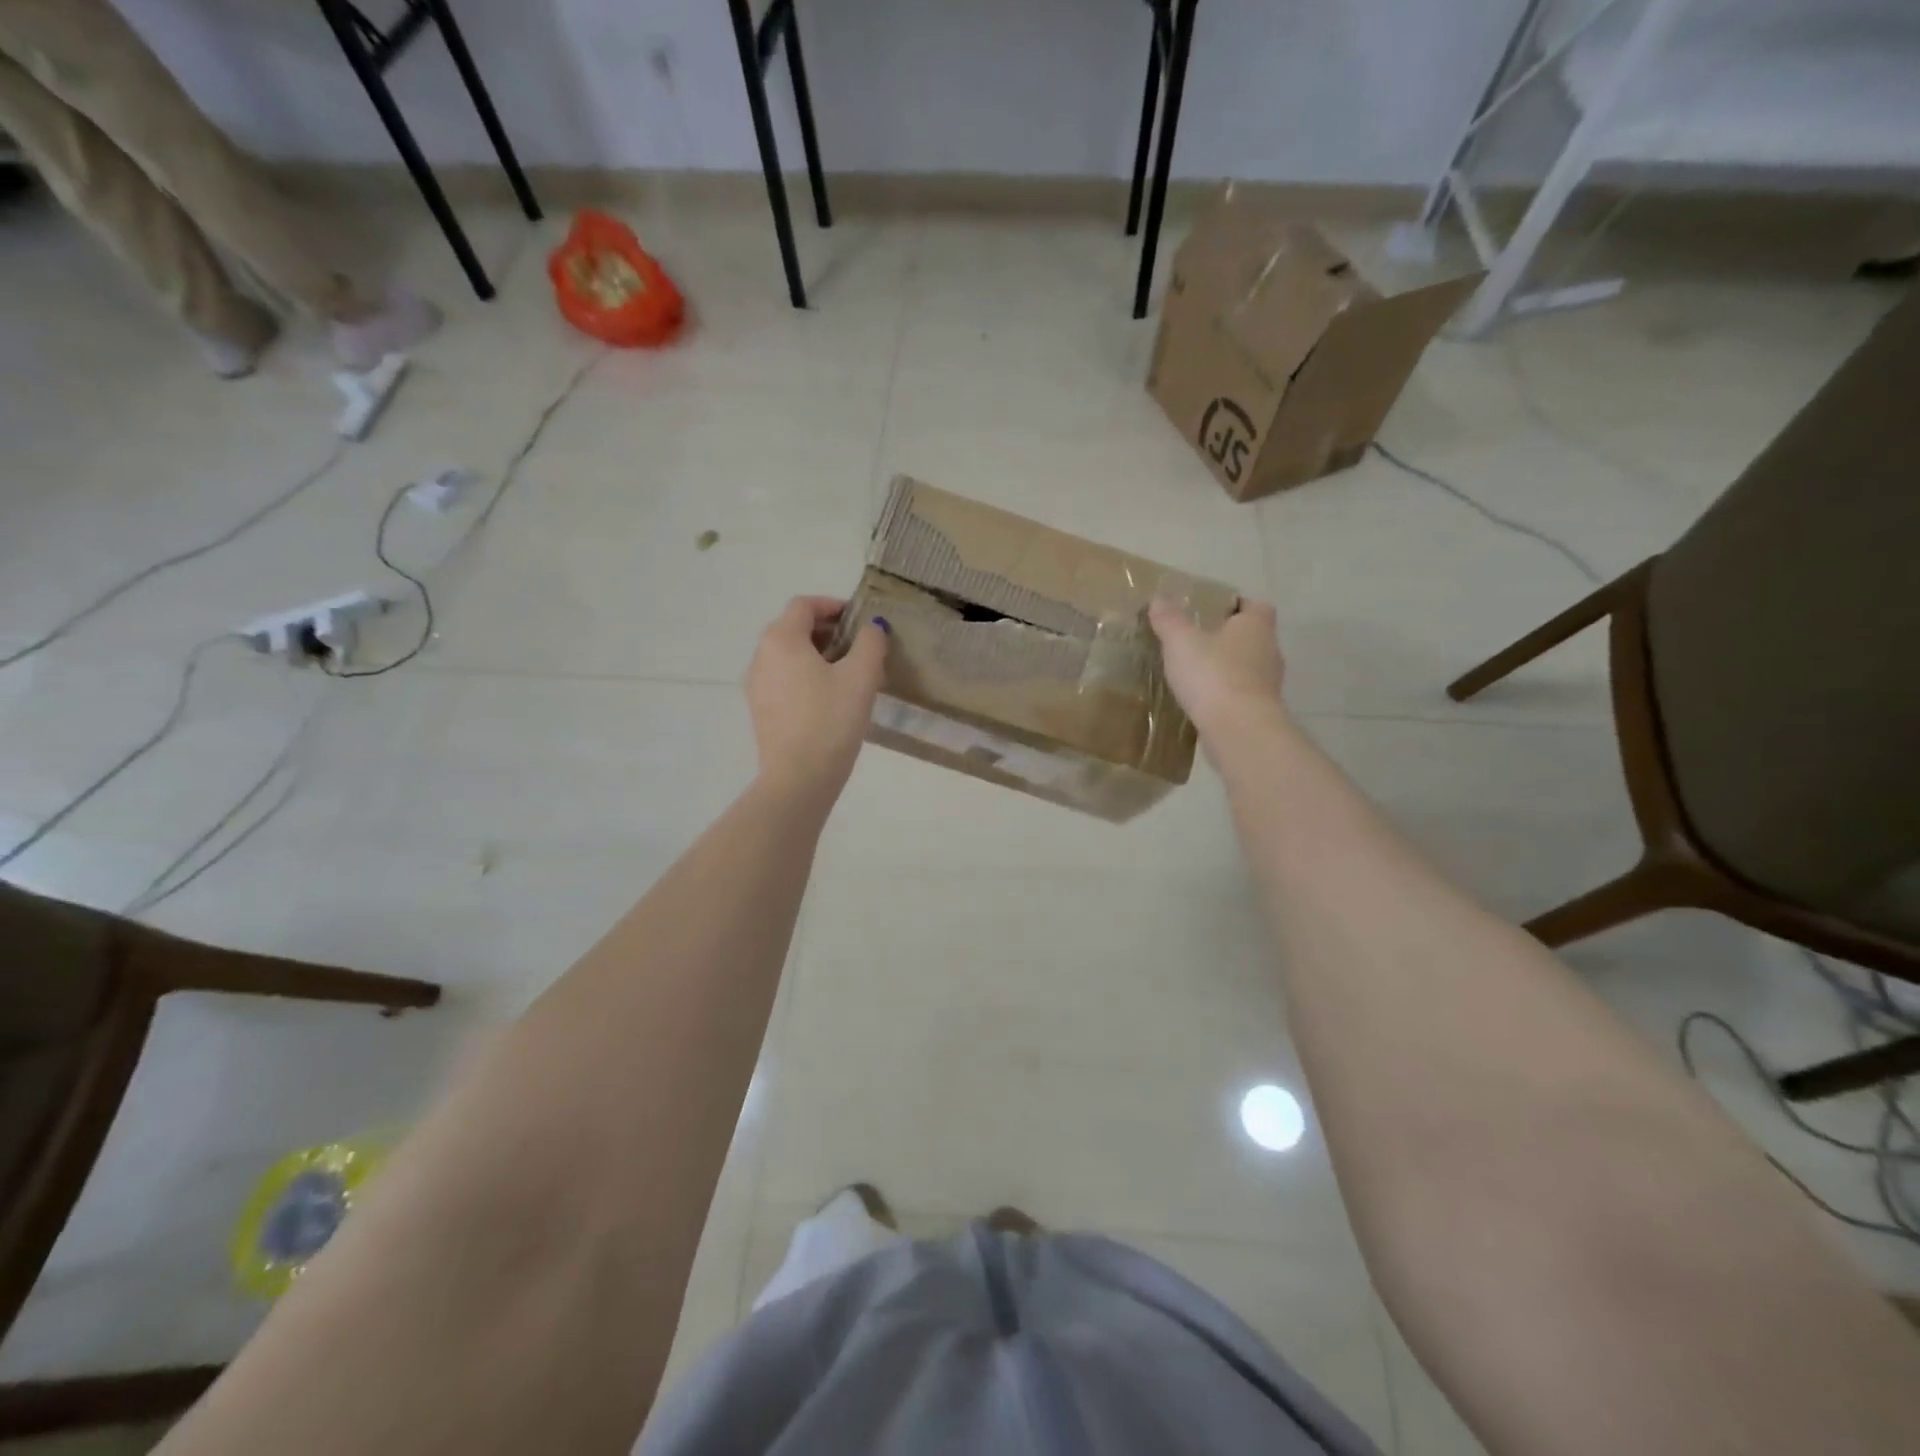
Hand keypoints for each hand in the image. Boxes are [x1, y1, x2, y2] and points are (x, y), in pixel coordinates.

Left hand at [745, 597, 887, 801]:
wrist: (799, 778)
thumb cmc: (831, 719)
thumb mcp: (861, 676)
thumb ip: (870, 643)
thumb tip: (872, 627)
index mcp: (781, 639)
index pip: (804, 605)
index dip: (833, 606)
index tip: (860, 620)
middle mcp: (761, 656)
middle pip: (794, 629)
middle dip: (827, 632)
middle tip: (859, 647)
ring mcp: (756, 685)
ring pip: (788, 656)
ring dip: (817, 656)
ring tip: (849, 675)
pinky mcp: (760, 711)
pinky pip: (783, 680)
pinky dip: (805, 677)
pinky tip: (830, 699)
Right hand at [1148, 596, 1285, 738]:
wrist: (1238, 729)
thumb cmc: (1213, 674)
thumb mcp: (1181, 642)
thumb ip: (1169, 620)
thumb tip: (1158, 599)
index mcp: (1256, 626)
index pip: (1255, 606)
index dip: (1237, 605)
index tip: (1214, 611)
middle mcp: (1269, 651)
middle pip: (1253, 637)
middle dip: (1229, 638)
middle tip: (1198, 641)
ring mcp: (1269, 684)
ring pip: (1248, 668)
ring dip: (1228, 669)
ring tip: (1197, 673)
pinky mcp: (1261, 711)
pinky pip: (1242, 695)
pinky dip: (1226, 695)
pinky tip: (1203, 701)